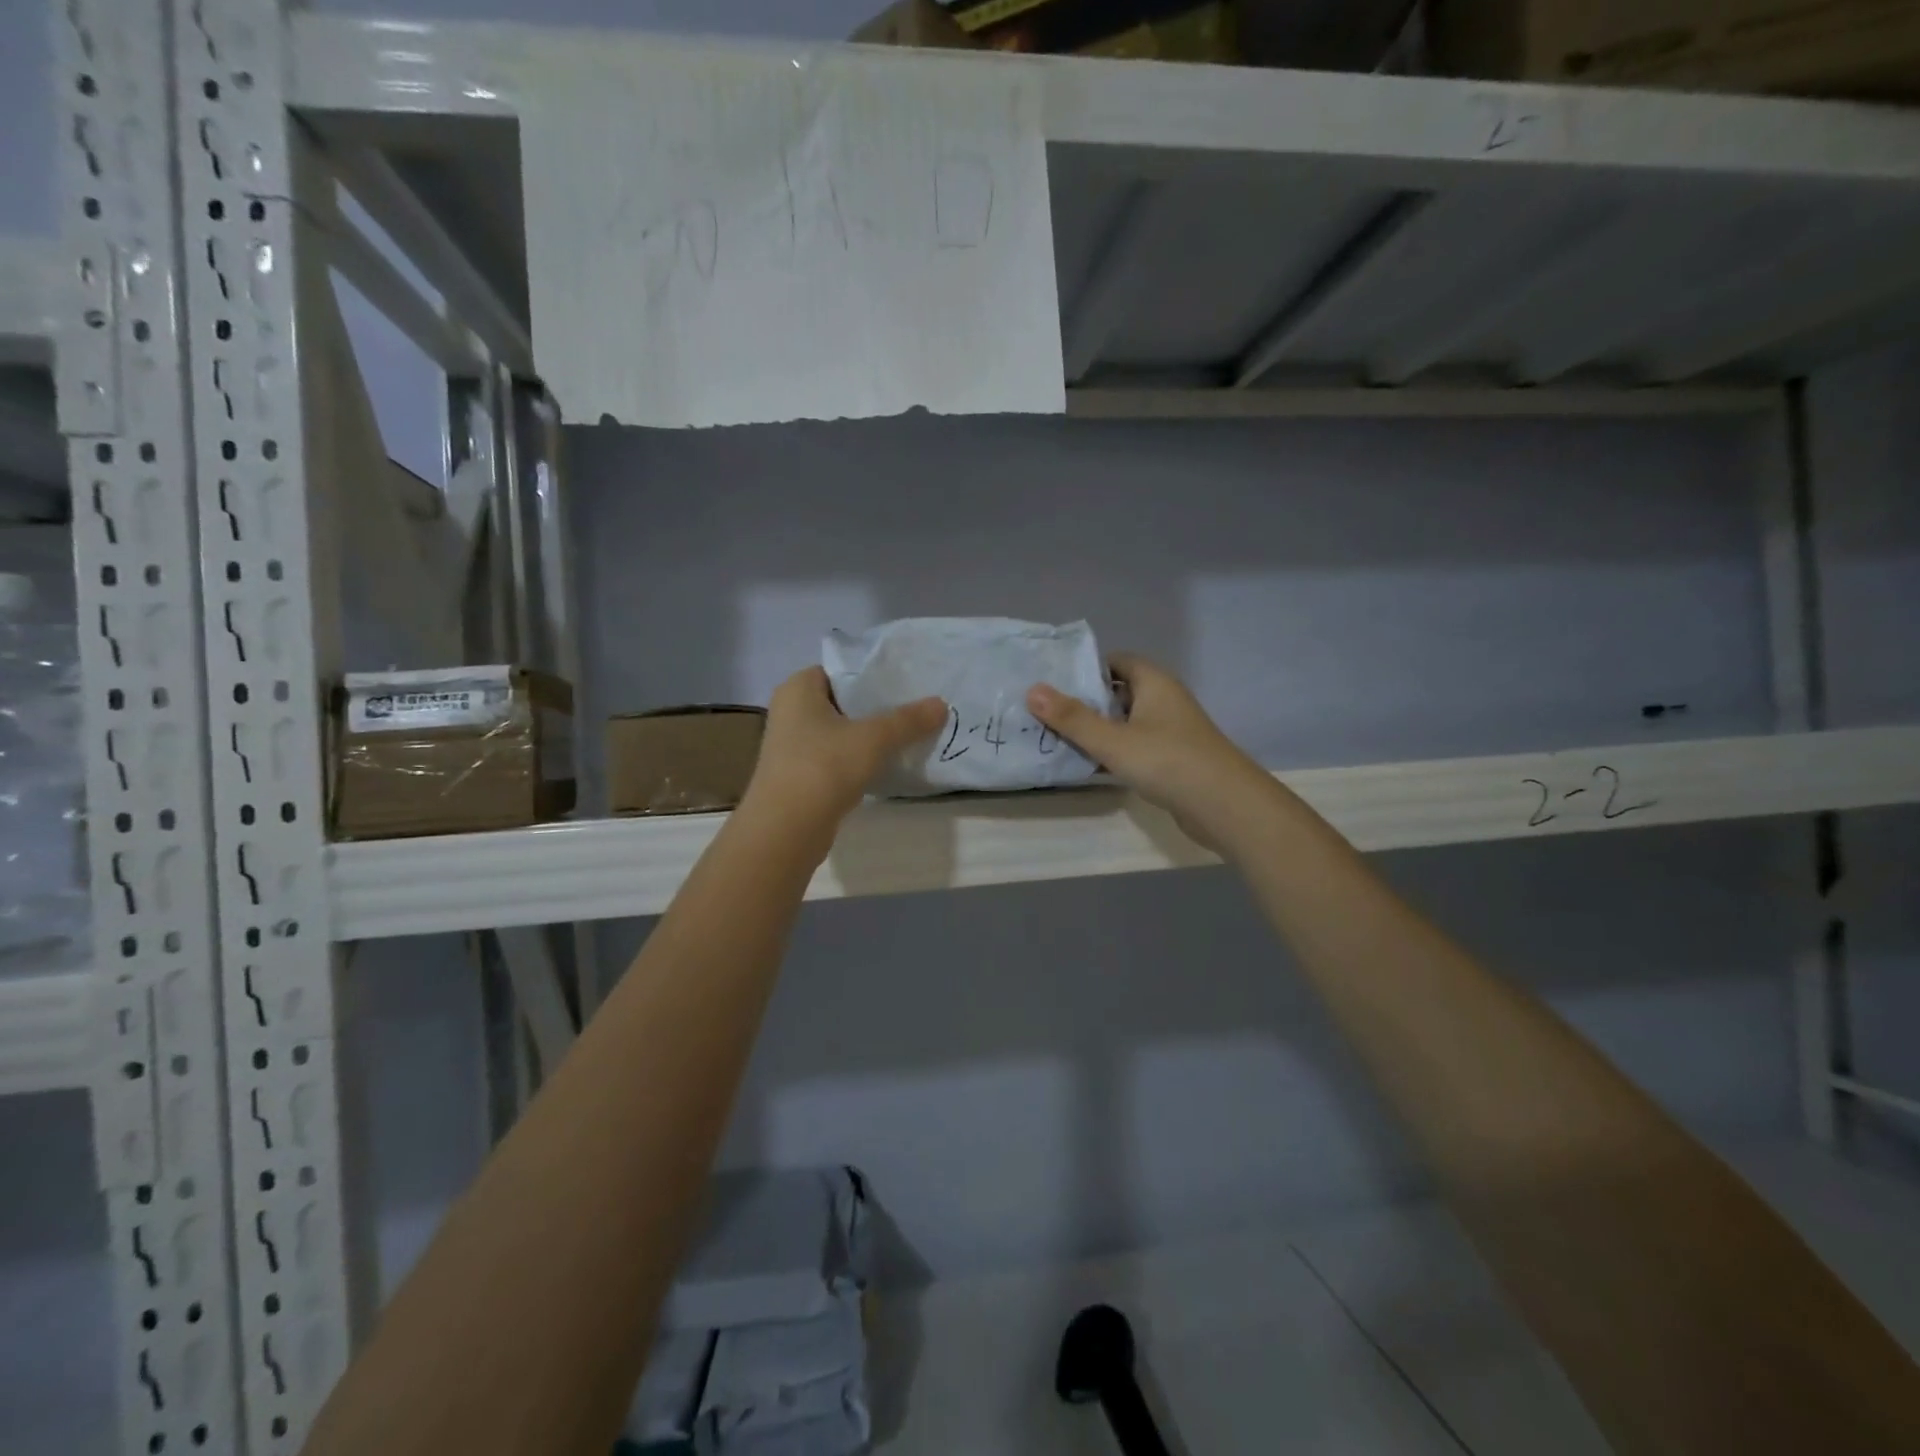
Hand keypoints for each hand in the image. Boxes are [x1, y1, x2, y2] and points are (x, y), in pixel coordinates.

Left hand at [743, 667, 945, 829]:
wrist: (786, 829)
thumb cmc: (823, 767)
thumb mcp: (873, 739)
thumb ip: (908, 720)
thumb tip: (942, 704)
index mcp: (797, 688)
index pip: (841, 669)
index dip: (873, 674)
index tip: (908, 682)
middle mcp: (790, 711)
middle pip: (844, 701)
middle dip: (877, 706)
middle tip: (917, 707)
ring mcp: (793, 746)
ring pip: (842, 731)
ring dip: (870, 735)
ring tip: (910, 734)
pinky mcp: (801, 775)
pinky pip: (838, 757)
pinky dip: (860, 759)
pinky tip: (888, 764)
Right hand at [1027, 655, 1269, 849]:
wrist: (1225, 806)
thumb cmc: (1168, 761)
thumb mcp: (1112, 740)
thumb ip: (1072, 718)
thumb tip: (1032, 690)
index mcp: (1154, 683)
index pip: (1117, 661)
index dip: (1086, 668)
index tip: (1053, 682)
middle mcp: (1164, 701)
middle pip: (1119, 693)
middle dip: (1085, 701)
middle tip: (1046, 712)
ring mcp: (1171, 732)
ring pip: (1126, 723)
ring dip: (1098, 730)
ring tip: (1057, 738)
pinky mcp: (1173, 760)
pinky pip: (1136, 748)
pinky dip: (1114, 753)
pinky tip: (1089, 766)